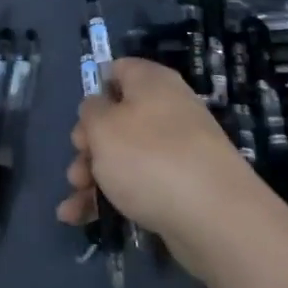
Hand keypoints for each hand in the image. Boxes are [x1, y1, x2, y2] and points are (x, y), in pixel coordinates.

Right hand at [55, 57, 267, 274]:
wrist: (213, 216)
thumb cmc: (149, 157)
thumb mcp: (104, 127)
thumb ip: (92, 111)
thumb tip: (99, 107)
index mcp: (152, 82)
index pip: (120, 70)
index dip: (96, 89)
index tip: (81, 117)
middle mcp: (168, 109)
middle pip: (118, 119)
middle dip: (89, 145)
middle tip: (76, 167)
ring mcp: (177, 149)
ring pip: (124, 156)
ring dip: (93, 177)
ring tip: (74, 203)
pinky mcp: (181, 186)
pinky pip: (139, 183)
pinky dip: (111, 197)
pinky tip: (82, 218)